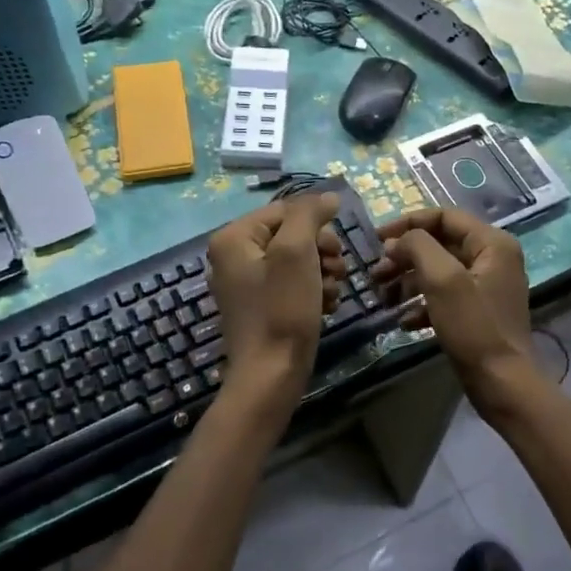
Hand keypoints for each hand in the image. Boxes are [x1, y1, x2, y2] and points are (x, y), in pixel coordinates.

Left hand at [207, 193, 345, 386]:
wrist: (271, 375)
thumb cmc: (281, 309)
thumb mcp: (296, 252)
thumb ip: (309, 215)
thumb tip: (327, 196)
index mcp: (234, 237)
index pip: (286, 210)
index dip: (317, 225)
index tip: (335, 250)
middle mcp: (234, 255)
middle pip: (292, 234)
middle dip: (321, 251)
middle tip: (337, 271)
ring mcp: (247, 283)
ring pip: (297, 260)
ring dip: (322, 272)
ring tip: (331, 293)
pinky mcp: (261, 305)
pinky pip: (293, 284)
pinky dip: (313, 291)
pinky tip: (324, 306)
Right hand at [371, 208, 531, 380]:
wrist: (502, 382)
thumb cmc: (473, 326)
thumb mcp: (442, 279)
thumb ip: (418, 247)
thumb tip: (397, 241)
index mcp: (492, 243)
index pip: (443, 217)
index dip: (407, 224)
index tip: (376, 239)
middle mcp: (493, 258)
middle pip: (439, 244)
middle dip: (404, 257)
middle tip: (376, 273)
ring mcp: (486, 287)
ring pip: (438, 272)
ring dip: (408, 281)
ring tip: (383, 297)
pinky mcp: (477, 313)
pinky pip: (444, 297)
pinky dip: (422, 304)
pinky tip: (403, 321)